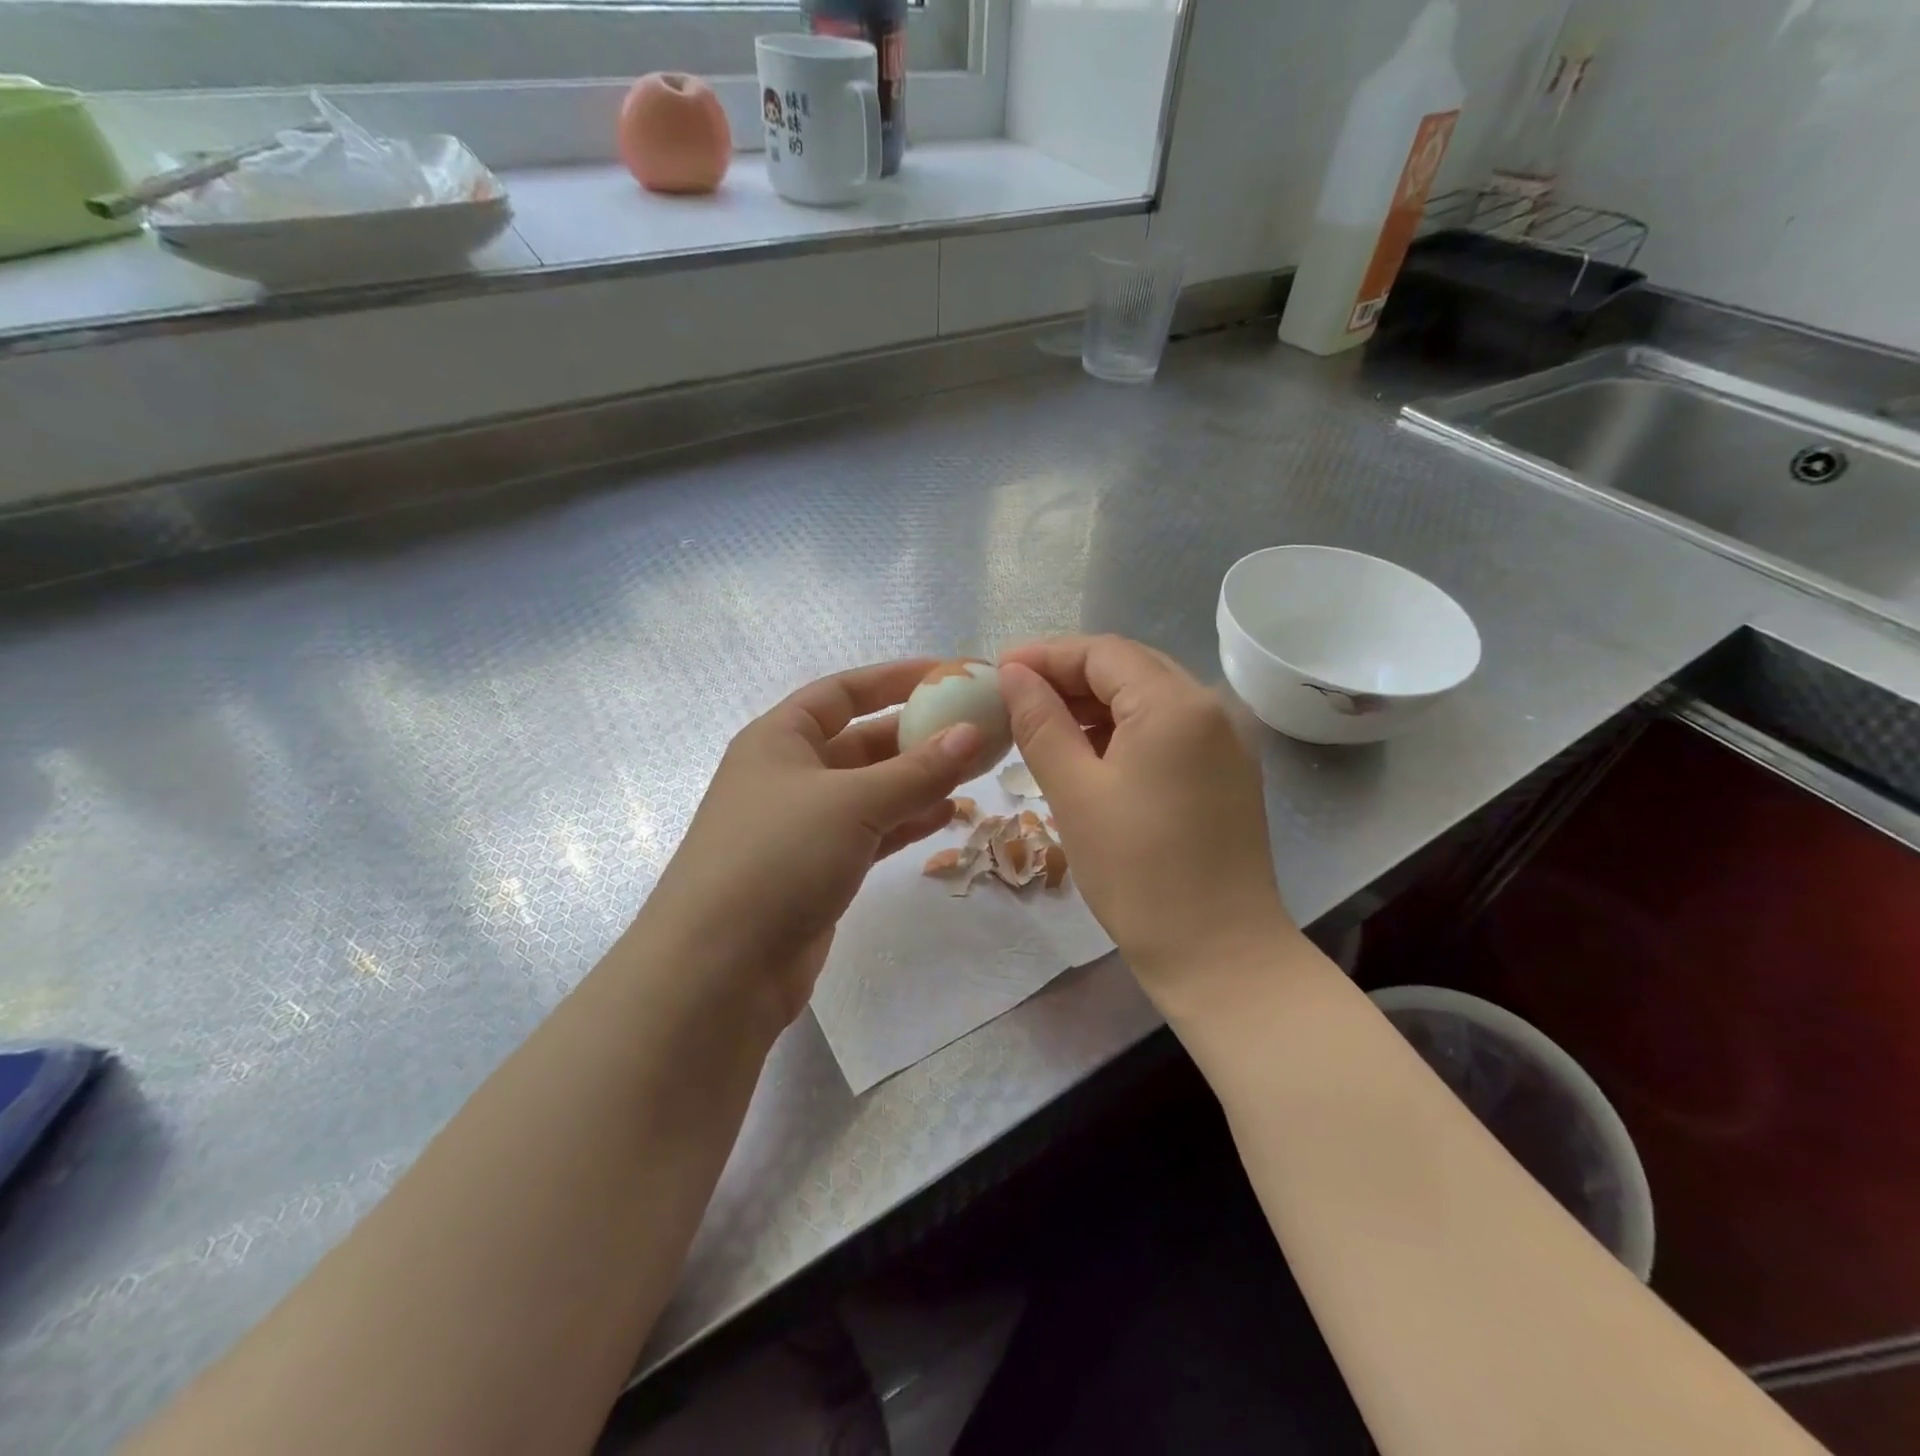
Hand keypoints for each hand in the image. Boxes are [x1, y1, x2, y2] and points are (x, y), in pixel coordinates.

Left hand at [639, 659, 981, 1027]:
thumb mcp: (853, 803)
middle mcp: (789, 774)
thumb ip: (917, 769)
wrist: (719, 968)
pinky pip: (871, 831)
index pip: (842, 691)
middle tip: (974, 731)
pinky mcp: (817, 869)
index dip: (894, 678)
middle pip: (862, 741)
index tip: (947, 674)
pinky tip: (946, 816)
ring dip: (918, 781)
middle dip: (916, 735)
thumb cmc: (778, 858)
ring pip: (871, 790)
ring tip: (972, 773)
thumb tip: (972, 733)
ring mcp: (802, 825)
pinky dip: (906, 821)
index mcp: (779, 739)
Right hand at [998, 635, 1296, 1010]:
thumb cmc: (1137, 873)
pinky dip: (1124, 730)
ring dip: (1095, 704)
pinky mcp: (1227, 771)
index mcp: (1175, 704)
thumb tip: (1014, 675)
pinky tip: (1089, 752)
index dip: (1046, 655)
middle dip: (1069, 676)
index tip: (997, 671)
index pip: (1102, 652)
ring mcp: (1226, 740)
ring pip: (1148, 698)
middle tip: (1015, 697)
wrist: (1219, 953)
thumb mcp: (1075, 793)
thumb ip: (1041, 723)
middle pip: (1129, 667)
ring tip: (1043, 725)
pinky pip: (1168, 729)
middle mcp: (1211, 707)